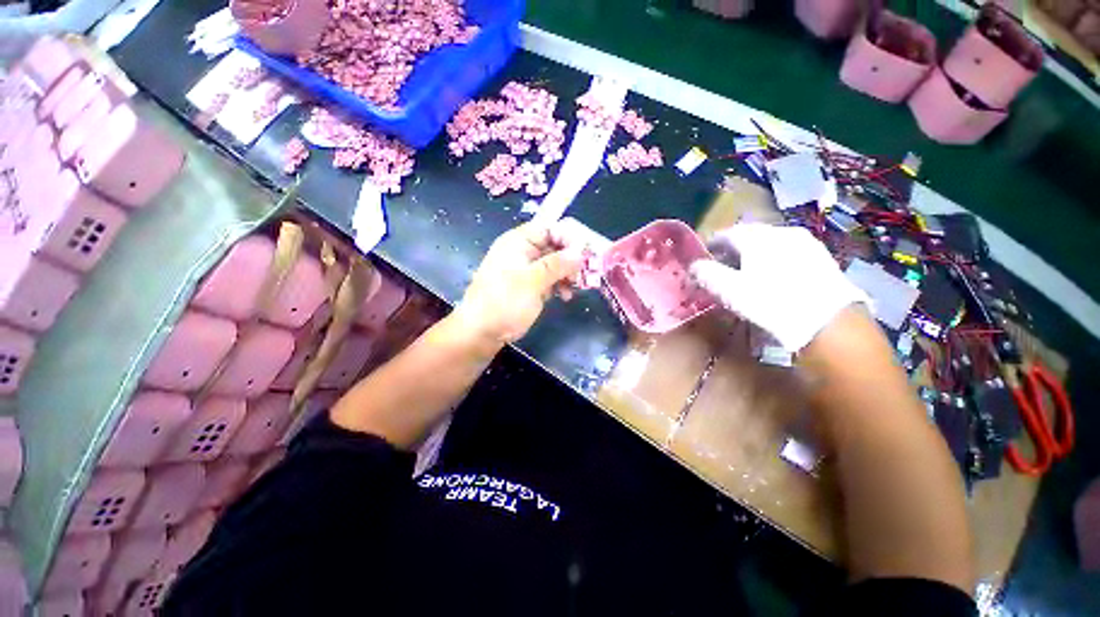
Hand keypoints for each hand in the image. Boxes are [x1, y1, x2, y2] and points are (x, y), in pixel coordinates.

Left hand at [451, 220, 585, 346]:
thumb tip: (580, 252)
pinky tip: (566, 296)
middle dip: (571, 259)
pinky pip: (550, 279)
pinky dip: (560, 285)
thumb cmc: (504, 302)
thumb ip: (557, 264)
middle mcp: (523, 252)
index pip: (548, 228)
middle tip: (586, 272)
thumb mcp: (532, 281)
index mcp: (518, 242)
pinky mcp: (530, 286)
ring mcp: (527, 270)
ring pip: (555, 264)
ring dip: (568, 274)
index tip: (586, 251)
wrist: (482, 332)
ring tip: (576, 287)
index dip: (568, 237)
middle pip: (554, 246)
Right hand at [689, 223, 867, 351]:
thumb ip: (707, 274)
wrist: (828, 322)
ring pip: (771, 243)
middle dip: (733, 248)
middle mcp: (781, 232)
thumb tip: (694, 266)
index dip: (712, 244)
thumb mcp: (729, 290)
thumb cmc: (771, 302)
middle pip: (750, 236)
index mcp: (757, 238)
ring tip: (748, 271)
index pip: (727, 234)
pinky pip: (789, 251)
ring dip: (755, 253)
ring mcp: (805, 242)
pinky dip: (775, 259)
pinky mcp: (821, 257)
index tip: (705, 256)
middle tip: (723, 264)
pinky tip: (774, 276)